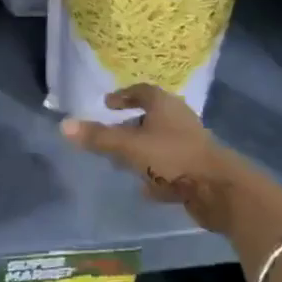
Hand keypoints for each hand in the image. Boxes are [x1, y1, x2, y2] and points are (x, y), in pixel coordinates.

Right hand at [59, 84, 249, 233]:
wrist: (218, 190)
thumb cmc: (172, 157)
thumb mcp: (128, 147)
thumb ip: (98, 137)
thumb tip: (63, 125)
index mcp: (164, 105)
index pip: (141, 91)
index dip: (123, 96)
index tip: (107, 104)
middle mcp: (179, 119)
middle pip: (151, 117)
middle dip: (130, 126)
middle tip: (110, 135)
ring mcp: (190, 144)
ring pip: (159, 142)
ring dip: (142, 150)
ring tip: (122, 163)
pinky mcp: (196, 168)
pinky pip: (170, 165)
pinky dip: (156, 172)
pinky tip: (145, 188)